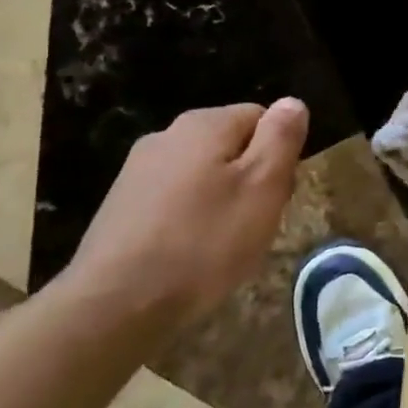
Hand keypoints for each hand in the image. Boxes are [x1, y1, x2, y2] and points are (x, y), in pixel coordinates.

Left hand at [65, 98, 308, 326]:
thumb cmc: (204, 242)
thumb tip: (292, 102)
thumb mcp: (263, 187)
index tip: (279, 194)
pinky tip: (191, 255)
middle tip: (257, 223)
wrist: (115, 305)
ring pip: (203, 175)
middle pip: (232, 145)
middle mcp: (167, 135)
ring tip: (225, 244)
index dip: (279, 154)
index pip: (262, 117)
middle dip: (251, 178)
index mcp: (205, 124)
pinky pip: (175, 201)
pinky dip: (191, 220)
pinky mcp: (120, 207)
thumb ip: (281, 138)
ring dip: (222, 201)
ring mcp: (138, 171)